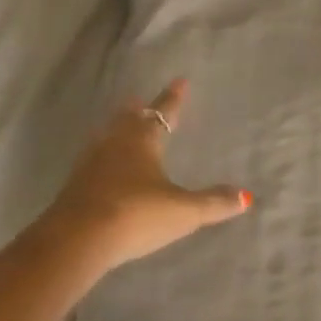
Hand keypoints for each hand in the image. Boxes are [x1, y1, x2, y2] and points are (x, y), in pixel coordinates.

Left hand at [42, 79, 252, 272]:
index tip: (180, 81)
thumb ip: (213, 203)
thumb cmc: (136, 216)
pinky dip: (104, 155)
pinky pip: (93, 160)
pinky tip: (104, 166)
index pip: (162, 114)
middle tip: (142, 100)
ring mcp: (90, 164)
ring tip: (123, 127)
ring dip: (118, 129)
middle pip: (128, 119)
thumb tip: (246, 196)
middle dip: (139, 110)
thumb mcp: (183, 211)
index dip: (173, 99)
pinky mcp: (75, 185)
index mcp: (142, 142)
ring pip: (107, 137)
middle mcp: (114, 145)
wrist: (78, 239)